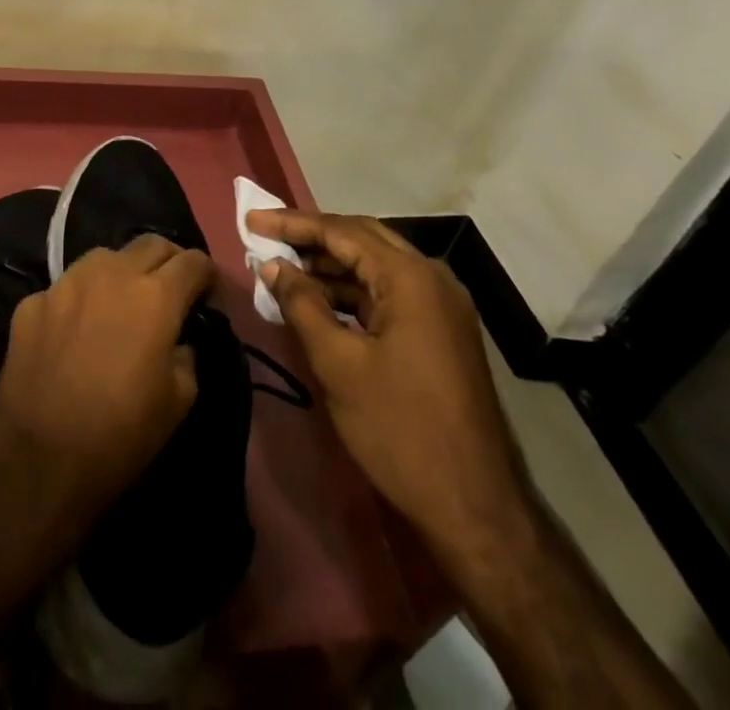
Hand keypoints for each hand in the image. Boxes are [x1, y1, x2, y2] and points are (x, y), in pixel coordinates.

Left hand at [0, 234, 215, 523]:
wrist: (39, 460)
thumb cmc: (121, 435)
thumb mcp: (180, 400)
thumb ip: (186, 353)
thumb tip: (178, 338)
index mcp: (155, 295)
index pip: (193, 261)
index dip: (206, 275)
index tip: (206, 295)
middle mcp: (111, 273)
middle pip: (151, 244)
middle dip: (168, 261)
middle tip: (169, 290)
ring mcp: (66, 282)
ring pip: (104, 257)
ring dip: (121, 272)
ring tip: (120, 303)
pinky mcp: (33, 301)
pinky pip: (65, 288)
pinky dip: (79, 302)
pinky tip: (75, 331)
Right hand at [251, 210, 529, 567]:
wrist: (477, 509)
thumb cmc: (401, 430)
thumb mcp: (339, 365)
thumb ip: (302, 305)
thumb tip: (273, 266)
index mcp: (410, 277)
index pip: (341, 231)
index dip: (292, 223)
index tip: (252, 219)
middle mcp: (431, 277)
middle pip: (362, 238)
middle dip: (312, 236)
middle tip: (266, 236)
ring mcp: (441, 305)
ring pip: (376, 266)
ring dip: (331, 266)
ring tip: (284, 270)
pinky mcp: (442, 331)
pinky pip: (389, 293)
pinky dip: (352, 292)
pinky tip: (320, 303)